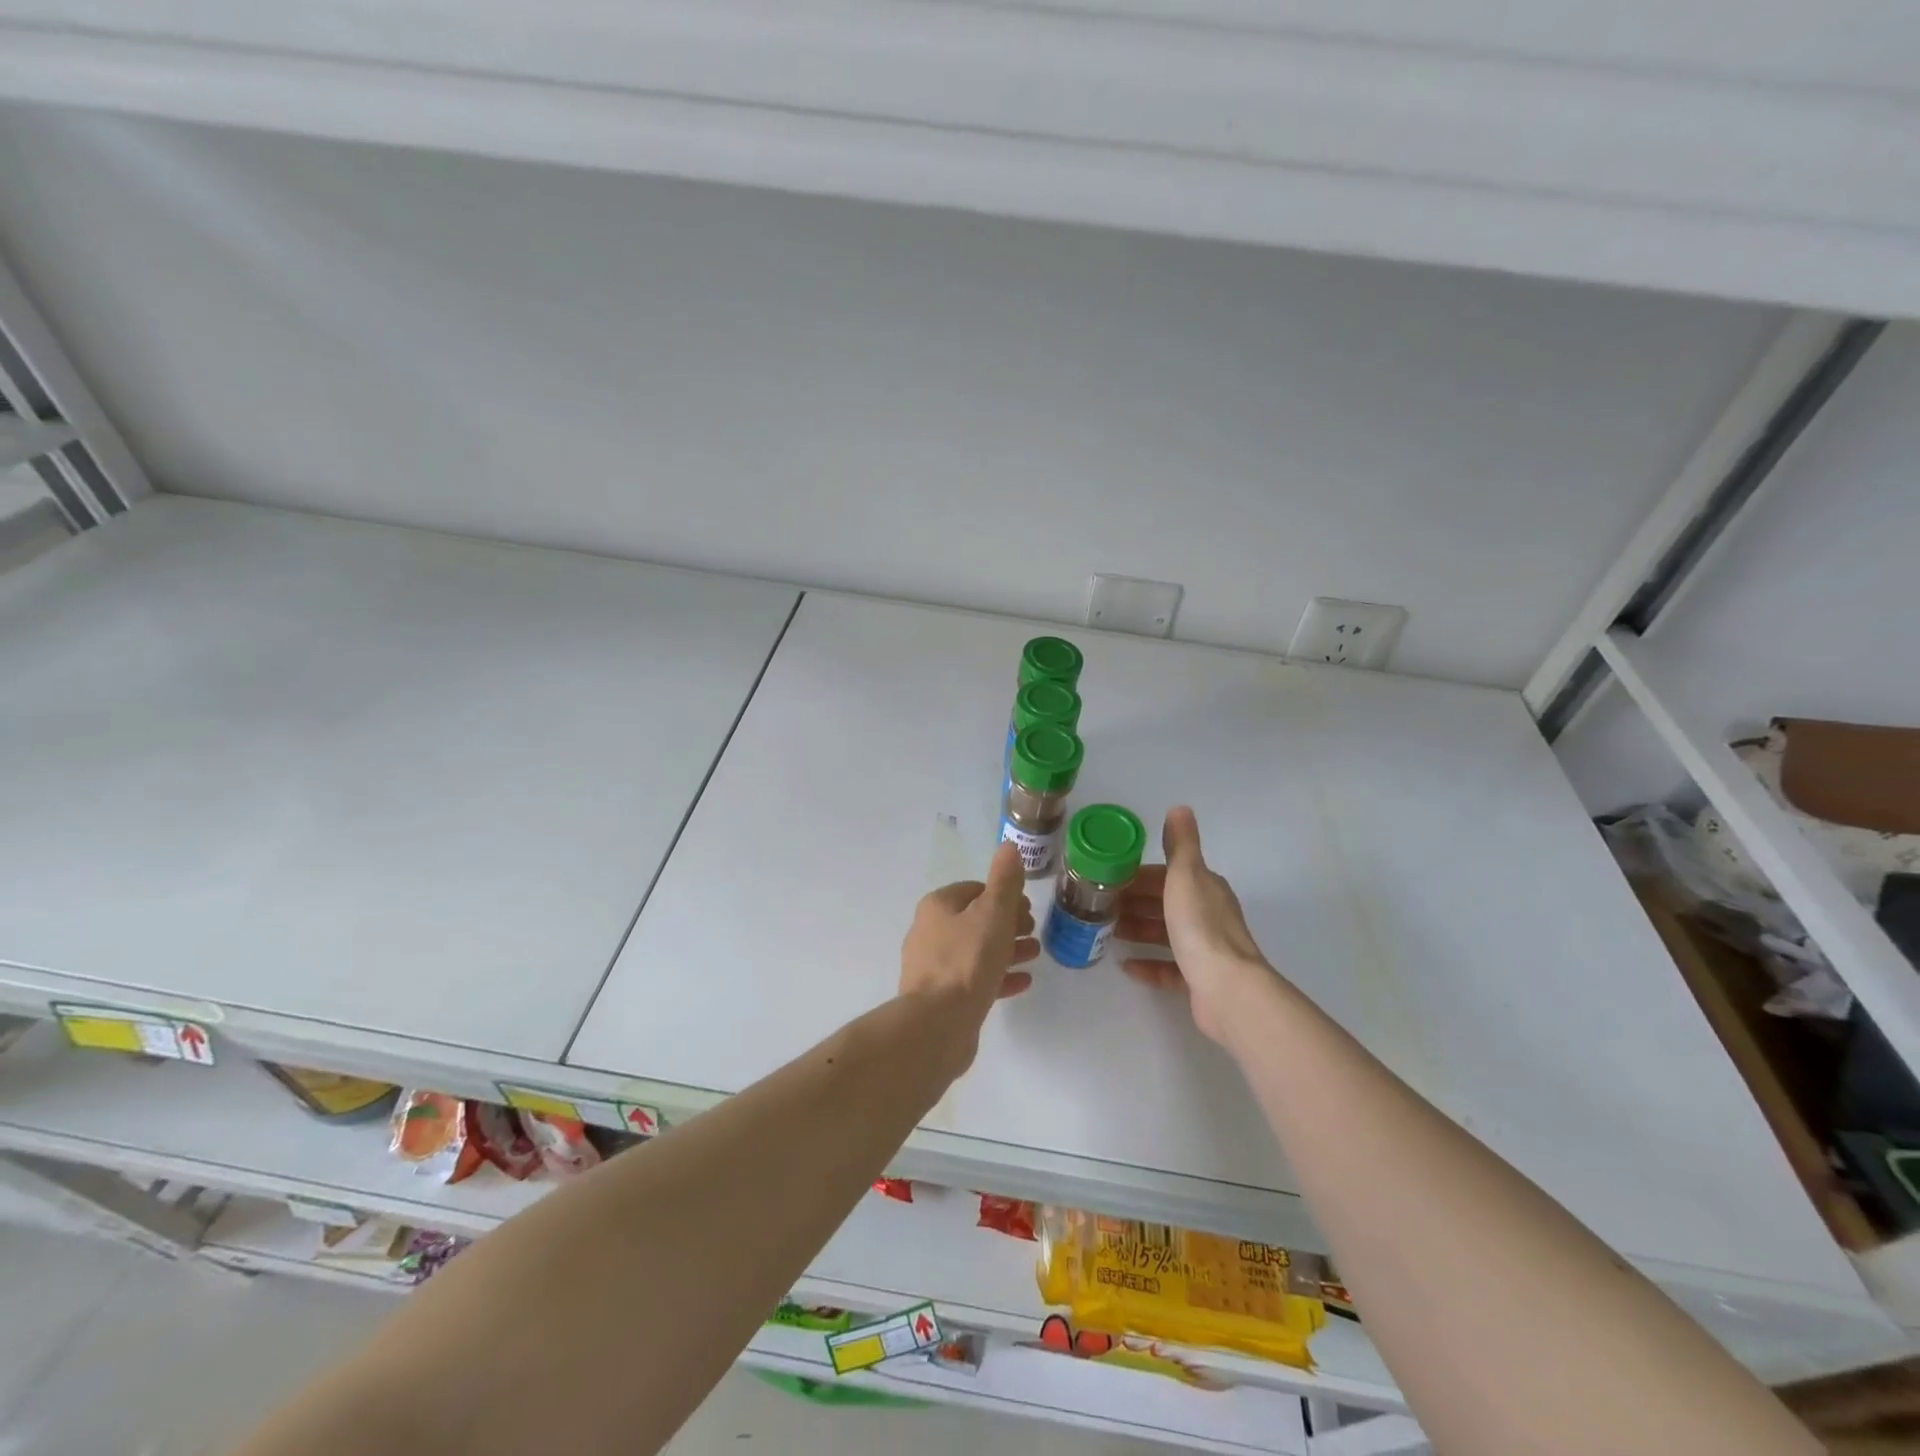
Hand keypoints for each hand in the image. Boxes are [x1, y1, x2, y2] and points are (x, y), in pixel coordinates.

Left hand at [900, 843, 1038, 1065]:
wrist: (937, 1024)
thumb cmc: (967, 960)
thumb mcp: (993, 913)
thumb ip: (1004, 881)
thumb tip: (1008, 846)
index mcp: (938, 907)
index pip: (974, 890)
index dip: (1003, 895)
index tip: (1028, 906)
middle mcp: (930, 932)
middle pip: (975, 920)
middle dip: (1007, 922)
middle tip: (1033, 930)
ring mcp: (933, 967)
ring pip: (976, 950)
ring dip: (1006, 949)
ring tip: (1035, 953)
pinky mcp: (941, 998)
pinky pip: (974, 980)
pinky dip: (998, 976)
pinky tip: (1023, 981)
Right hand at [1118, 807, 1271, 1045]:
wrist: (1227, 989)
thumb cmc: (1200, 927)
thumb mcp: (1185, 876)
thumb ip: (1180, 845)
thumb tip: (1180, 808)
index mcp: (1205, 888)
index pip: (1167, 875)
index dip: (1138, 875)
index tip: (1108, 879)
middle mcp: (1208, 915)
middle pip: (1165, 903)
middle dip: (1134, 902)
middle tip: (1099, 905)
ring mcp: (1205, 950)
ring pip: (1165, 934)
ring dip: (1138, 930)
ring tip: (1107, 932)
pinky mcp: (1199, 980)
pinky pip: (1168, 968)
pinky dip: (1147, 964)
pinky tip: (1125, 965)